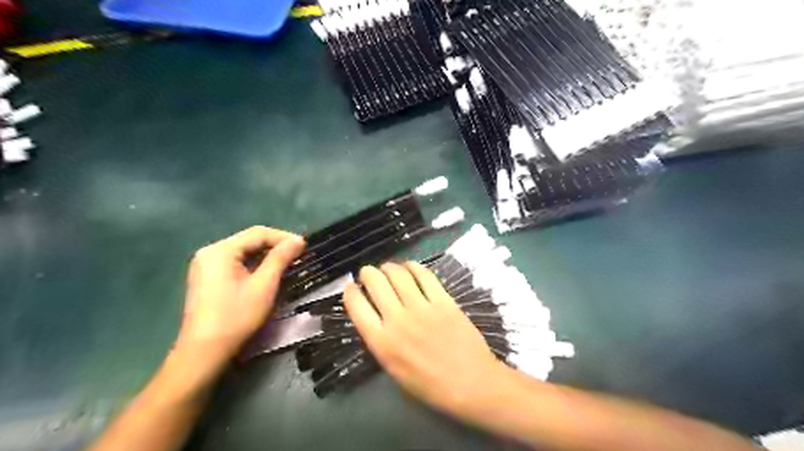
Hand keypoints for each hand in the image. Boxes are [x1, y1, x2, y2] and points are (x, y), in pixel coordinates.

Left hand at [177, 227, 306, 368]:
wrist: (204, 351)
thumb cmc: (236, 316)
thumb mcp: (264, 285)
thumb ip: (280, 258)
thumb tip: (298, 240)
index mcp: (221, 250)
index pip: (258, 233)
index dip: (283, 237)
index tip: (304, 246)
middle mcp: (210, 252)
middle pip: (249, 240)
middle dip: (275, 245)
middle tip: (298, 255)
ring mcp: (205, 265)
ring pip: (243, 251)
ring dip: (266, 255)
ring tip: (287, 263)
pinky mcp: (207, 277)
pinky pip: (235, 262)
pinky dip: (254, 264)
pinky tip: (267, 272)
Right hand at [342, 261, 504, 416]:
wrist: (470, 383)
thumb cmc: (430, 385)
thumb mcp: (394, 370)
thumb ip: (381, 341)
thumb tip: (374, 316)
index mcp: (382, 342)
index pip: (356, 306)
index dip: (350, 291)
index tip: (351, 287)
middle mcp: (398, 320)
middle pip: (376, 283)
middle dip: (368, 273)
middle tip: (369, 273)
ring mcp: (422, 307)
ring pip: (398, 274)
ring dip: (389, 267)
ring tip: (388, 268)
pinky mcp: (443, 300)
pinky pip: (424, 275)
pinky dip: (414, 267)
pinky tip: (410, 267)